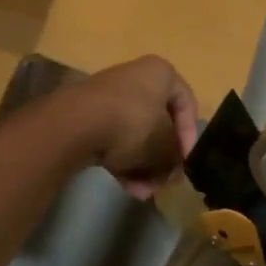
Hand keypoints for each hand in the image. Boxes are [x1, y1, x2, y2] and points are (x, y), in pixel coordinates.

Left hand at [65, 56, 198, 198]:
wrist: (75, 125)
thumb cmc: (132, 125)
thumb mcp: (165, 146)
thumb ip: (176, 157)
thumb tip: (172, 167)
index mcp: (160, 73)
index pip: (187, 104)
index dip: (190, 137)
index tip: (186, 163)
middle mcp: (135, 77)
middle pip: (158, 123)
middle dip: (162, 159)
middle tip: (163, 182)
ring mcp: (108, 95)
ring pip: (135, 134)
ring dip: (142, 166)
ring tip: (142, 191)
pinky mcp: (87, 114)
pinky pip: (113, 138)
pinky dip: (122, 161)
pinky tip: (125, 185)